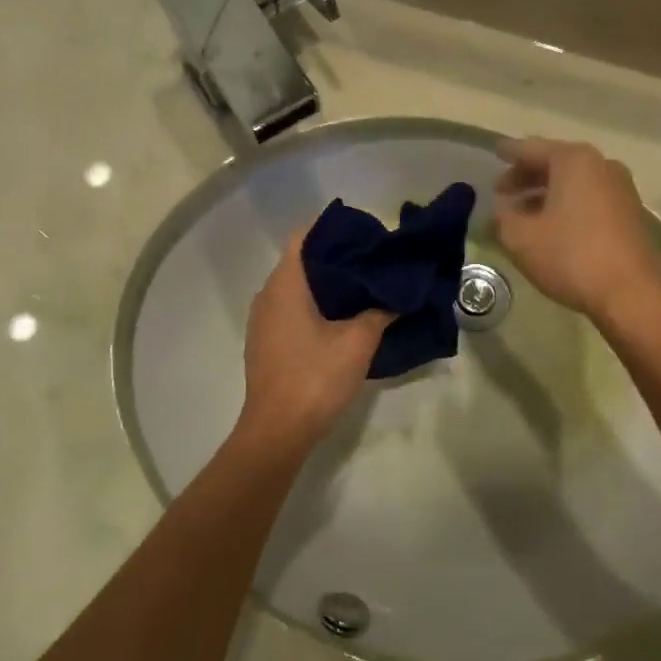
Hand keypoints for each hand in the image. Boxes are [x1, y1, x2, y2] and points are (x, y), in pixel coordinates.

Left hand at [237, 226, 390, 452]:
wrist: (278, 431)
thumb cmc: (315, 377)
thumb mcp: (359, 342)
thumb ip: (380, 312)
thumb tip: (397, 296)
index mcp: (285, 284)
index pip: (304, 236)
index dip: (333, 230)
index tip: (364, 236)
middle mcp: (267, 295)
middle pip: (300, 261)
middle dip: (335, 258)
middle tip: (373, 263)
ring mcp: (262, 321)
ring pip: (295, 288)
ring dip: (325, 285)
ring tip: (363, 289)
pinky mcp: (265, 343)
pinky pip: (290, 311)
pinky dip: (314, 307)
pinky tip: (341, 321)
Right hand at [493, 137, 660, 322]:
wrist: (630, 293)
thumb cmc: (570, 257)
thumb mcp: (520, 238)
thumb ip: (504, 216)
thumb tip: (504, 208)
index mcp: (573, 160)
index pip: (531, 149)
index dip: (509, 153)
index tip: (496, 152)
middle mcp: (601, 165)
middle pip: (555, 163)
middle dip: (527, 176)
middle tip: (502, 191)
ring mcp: (620, 189)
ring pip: (573, 182)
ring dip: (546, 193)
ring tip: (522, 212)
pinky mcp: (630, 213)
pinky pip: (589, 199)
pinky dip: (567, 205)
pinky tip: (551, 226)